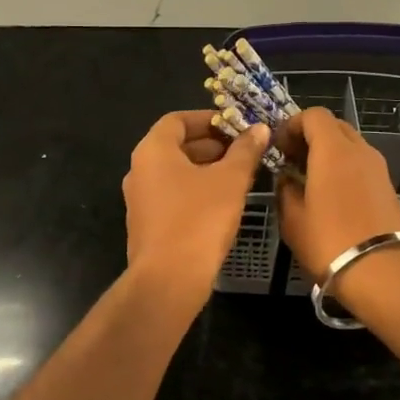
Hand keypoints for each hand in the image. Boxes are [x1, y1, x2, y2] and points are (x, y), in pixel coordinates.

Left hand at [123, 110, 268, 291]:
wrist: (168, 280)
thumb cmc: (199, 220)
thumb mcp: (230, 181)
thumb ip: (245, 151)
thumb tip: (259, 129)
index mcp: (153, 151)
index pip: (178, 119)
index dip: (208, 119)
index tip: (236, 126)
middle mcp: (139, 170)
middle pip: (176, 145)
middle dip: (211, 145)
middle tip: (244, 151)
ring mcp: (140, 200)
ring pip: (175, 172)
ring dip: (205, 169)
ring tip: (239, 176)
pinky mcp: (147, 225)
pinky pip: (172, 195)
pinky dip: (195, 190)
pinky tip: (222, 203)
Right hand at [274, 107, 399, 291]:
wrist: (385, 274)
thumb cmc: (330, 243)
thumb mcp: (293, 219)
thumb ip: (285, 190)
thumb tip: (286, 178)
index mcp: (334, 150)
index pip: (313, 115)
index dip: (292, 125)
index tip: (278, 148)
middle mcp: (360, 150)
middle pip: (334, 126)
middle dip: (310, 136)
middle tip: (291, 160)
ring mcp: (378, 168)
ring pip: (350, 145)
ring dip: (328, 153)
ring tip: (309, 180)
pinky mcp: (388, 188)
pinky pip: (361, 165)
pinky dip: (343, 168)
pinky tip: (330, 196)